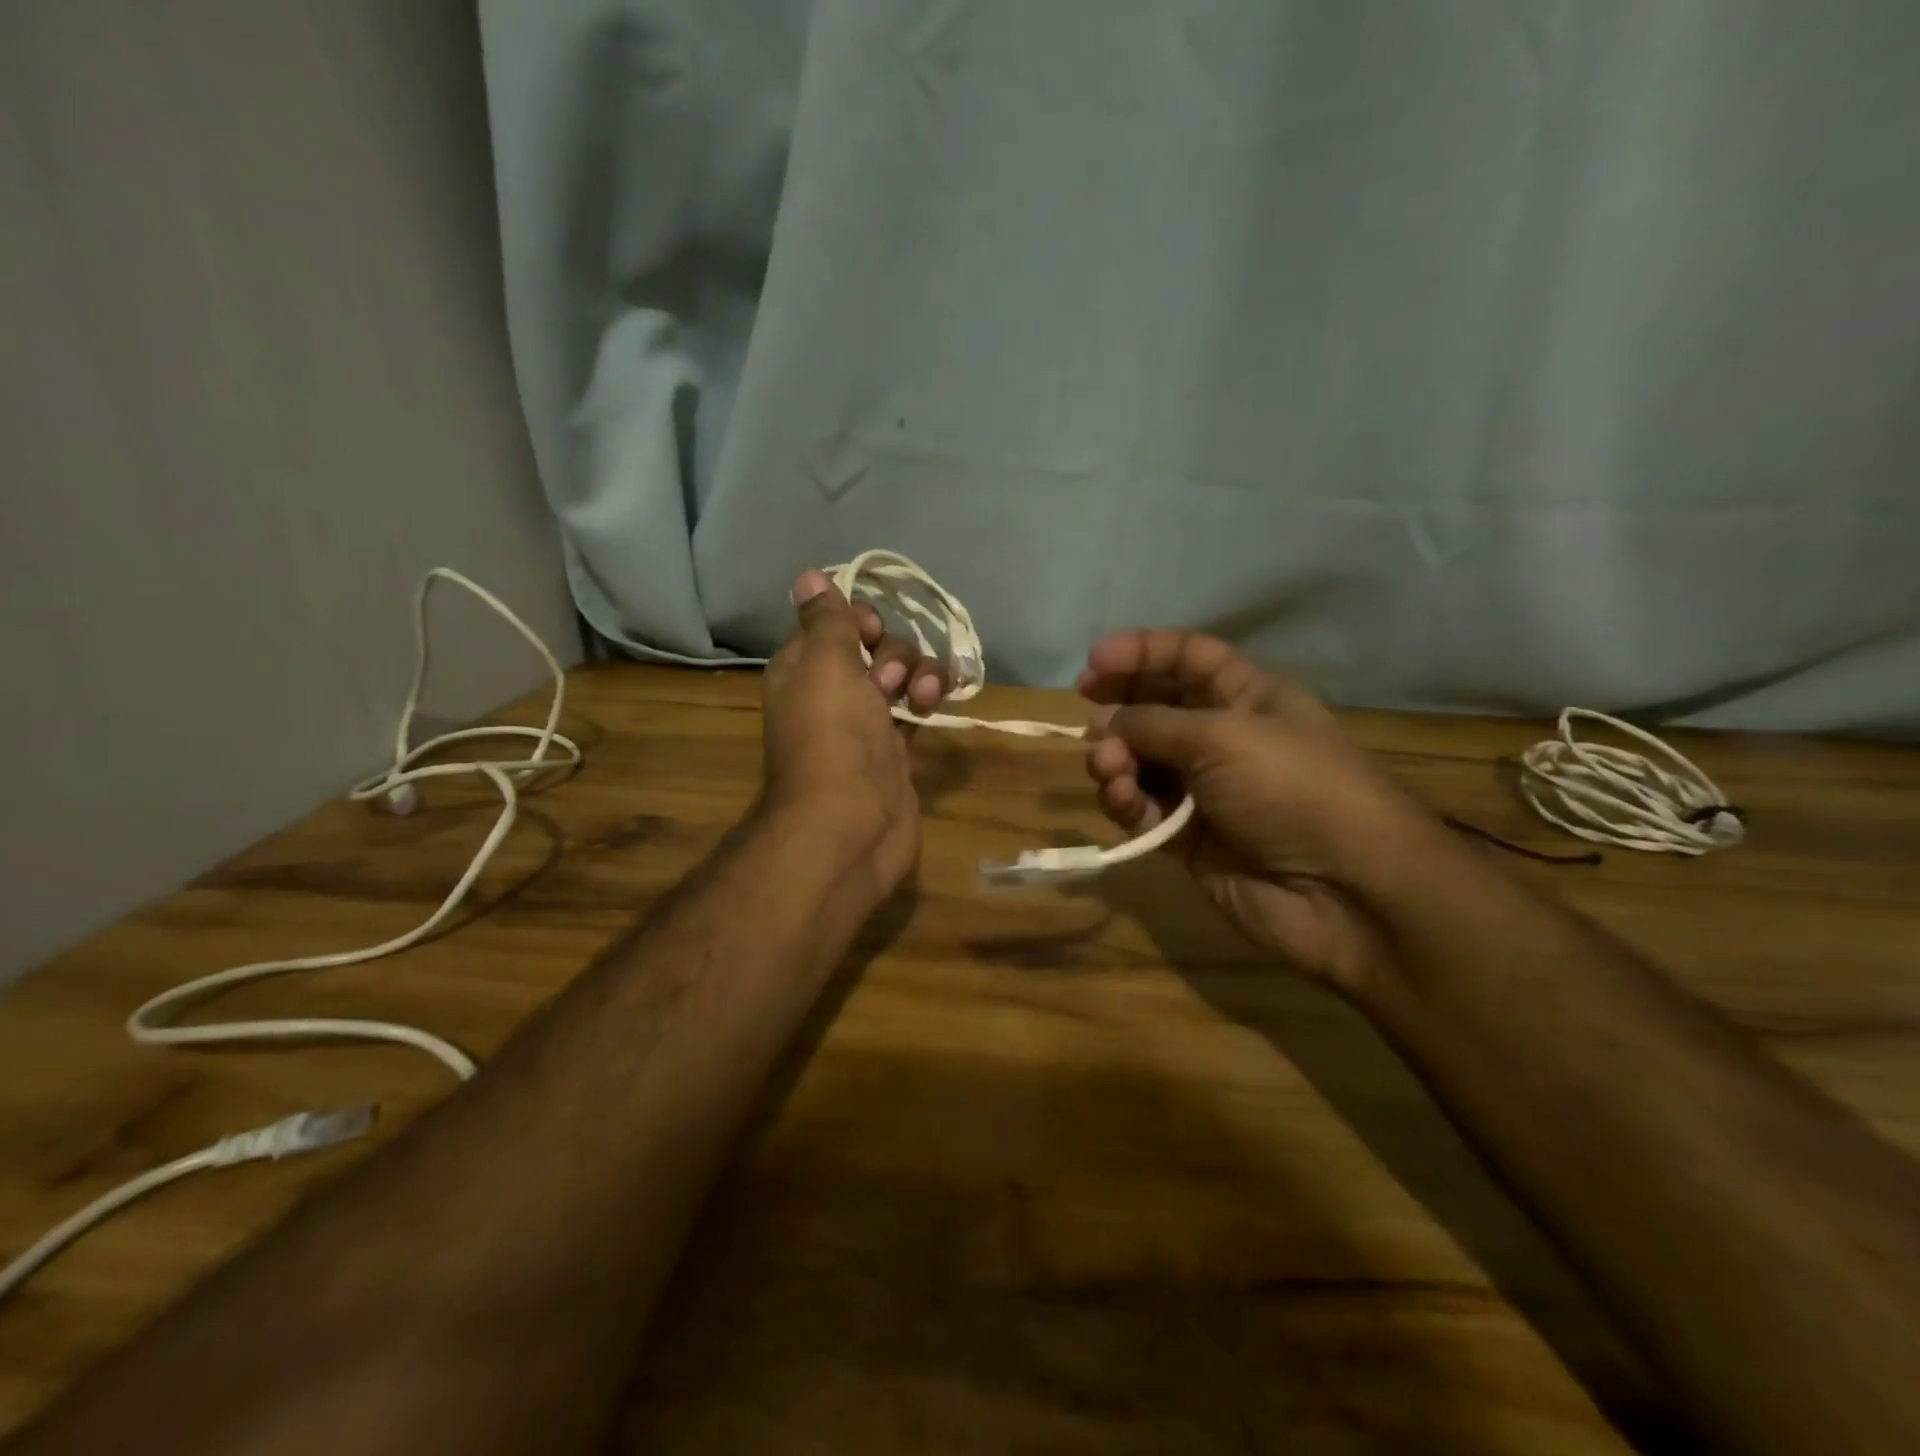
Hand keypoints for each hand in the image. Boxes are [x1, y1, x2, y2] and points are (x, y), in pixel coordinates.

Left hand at [759, 571, 948, 899]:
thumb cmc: (832, 737)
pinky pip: (917, 707)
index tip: (868, 634)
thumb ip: (825, 620)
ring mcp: (866, 722)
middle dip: (892, 653)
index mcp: (803, 668)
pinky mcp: (896, 748)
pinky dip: (931, 698)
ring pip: (901, 676)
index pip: (833, 623)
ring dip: (919, 674)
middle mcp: (831, 691)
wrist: (850, 825)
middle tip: (887, 683)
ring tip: (924, 700)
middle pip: (874, 646)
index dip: (857, 620)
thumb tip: (808, 574)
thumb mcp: (825, 665)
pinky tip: (941, 703)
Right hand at [1079, 630, 1435, 991]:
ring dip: (1116, 759)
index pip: (1188, 658)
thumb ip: (1153, 722)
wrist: (1345, 891)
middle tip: (1086, 713)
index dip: (1142, 652)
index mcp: (1248, 696)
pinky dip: (1126, 802)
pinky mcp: (1188, 837)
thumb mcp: (1222, 736)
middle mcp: (1224, 737)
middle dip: (1119, 707)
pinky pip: (1142, 808)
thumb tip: (1105, 722)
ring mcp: (1204, 789)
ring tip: (1110, 769)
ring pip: (1140, 761)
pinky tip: (1126, 802)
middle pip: (1156, 707)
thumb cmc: (1292, 787)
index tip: (1093, 660)